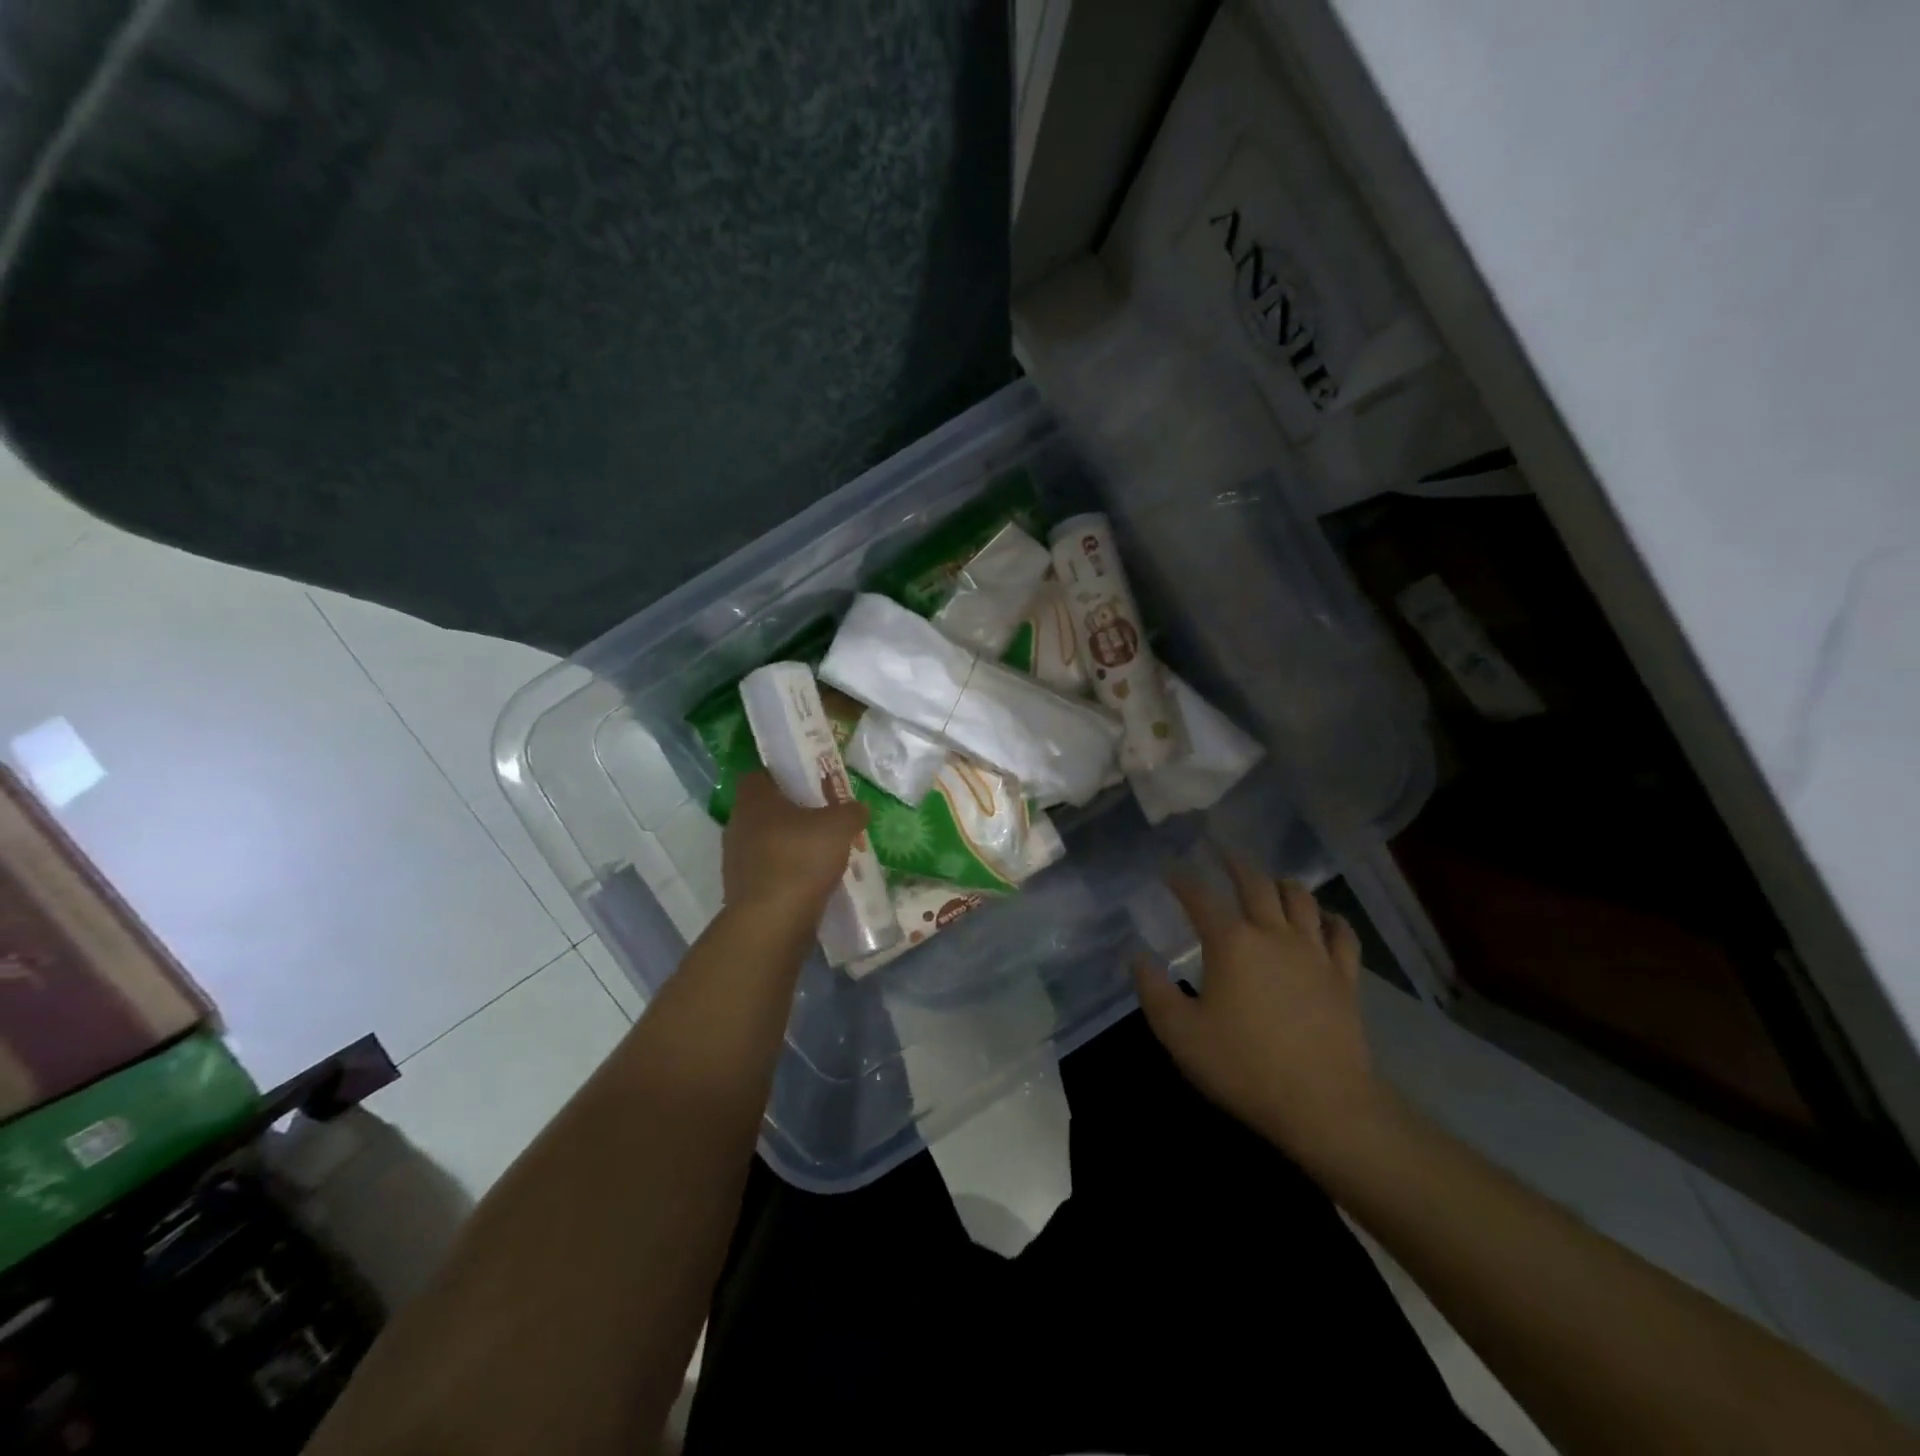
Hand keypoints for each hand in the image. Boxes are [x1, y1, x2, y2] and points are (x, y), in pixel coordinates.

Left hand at [722, 771, 869, 928]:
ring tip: (821, 853)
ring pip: (766, 842)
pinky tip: (810, 881)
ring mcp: (735, 860)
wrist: (772, 921)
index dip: (782, 776)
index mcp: (753, 800)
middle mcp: (737, 825)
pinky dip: (787, 872)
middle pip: (765, 810)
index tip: (807, 783)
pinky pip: (768, 871)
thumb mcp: (840, 826)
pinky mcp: (742, 890)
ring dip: (789, 845)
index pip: (759, 775)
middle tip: (822, 818)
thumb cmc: (801, 858)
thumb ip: (851, 811)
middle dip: (791, 813)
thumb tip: (858, 808)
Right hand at [1133, 857, 1386, 1161]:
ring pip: (1301, 900)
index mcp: (1231, 943)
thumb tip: (1138, 958)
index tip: (1170, 869)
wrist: (1323, 1105)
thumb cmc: (1243, 1066)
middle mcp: (1273, 934)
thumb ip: (1154, 991)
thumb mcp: (1180, 1034)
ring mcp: (1314, 953)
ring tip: (1272, 880)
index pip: (1201, 898)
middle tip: (1223, 853)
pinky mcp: (1344, 977)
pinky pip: (1342, 935)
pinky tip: (1326, 918)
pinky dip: (1332, 920)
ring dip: (1283, 883)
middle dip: (1235, 864)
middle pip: (1256, 883)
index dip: (1182, 880)